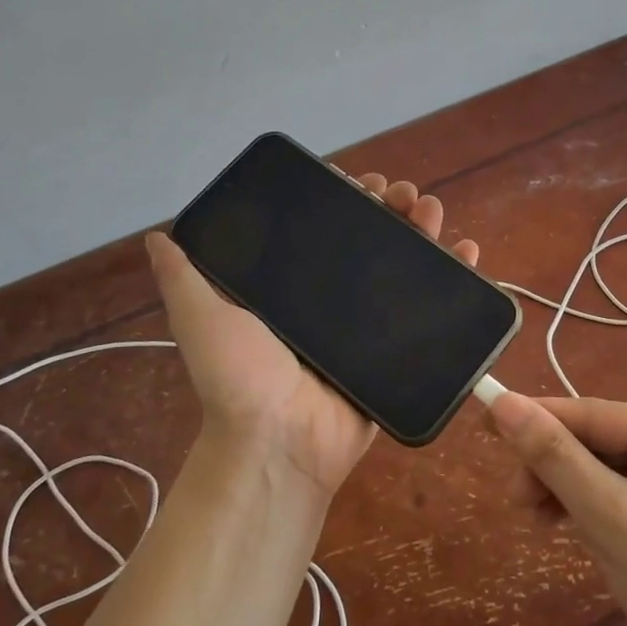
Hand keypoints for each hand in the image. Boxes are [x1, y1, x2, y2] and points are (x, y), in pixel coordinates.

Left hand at [146, 174, 479, 497]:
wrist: (280, 444)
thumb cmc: (239, 378)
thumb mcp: (201, 318)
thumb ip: (183, 277)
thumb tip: (160, 235)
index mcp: (292, 287)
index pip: (323, 230)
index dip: (344, 200)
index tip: (360, 181)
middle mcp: (332, 301)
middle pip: (370, 242)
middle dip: (390, 209)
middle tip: (405, 194)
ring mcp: (368, 326)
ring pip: (403, 267)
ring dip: (422, 232)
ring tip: (433, 210)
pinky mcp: (398, 351)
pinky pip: (429, 310)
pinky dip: (453, 279)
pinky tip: (466, 253)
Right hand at [487, 393, 626, 625]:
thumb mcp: (611, 519)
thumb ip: (556, 458)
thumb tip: (504, 403)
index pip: (590, 414)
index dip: (534, 419)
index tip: (483, 423)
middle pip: (596, 439)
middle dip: (553, 468)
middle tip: (519, 505)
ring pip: (605, 466)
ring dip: (568, 489)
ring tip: (540, 523)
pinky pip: (622, 490)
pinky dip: (592, 506)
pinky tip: (572, 527)